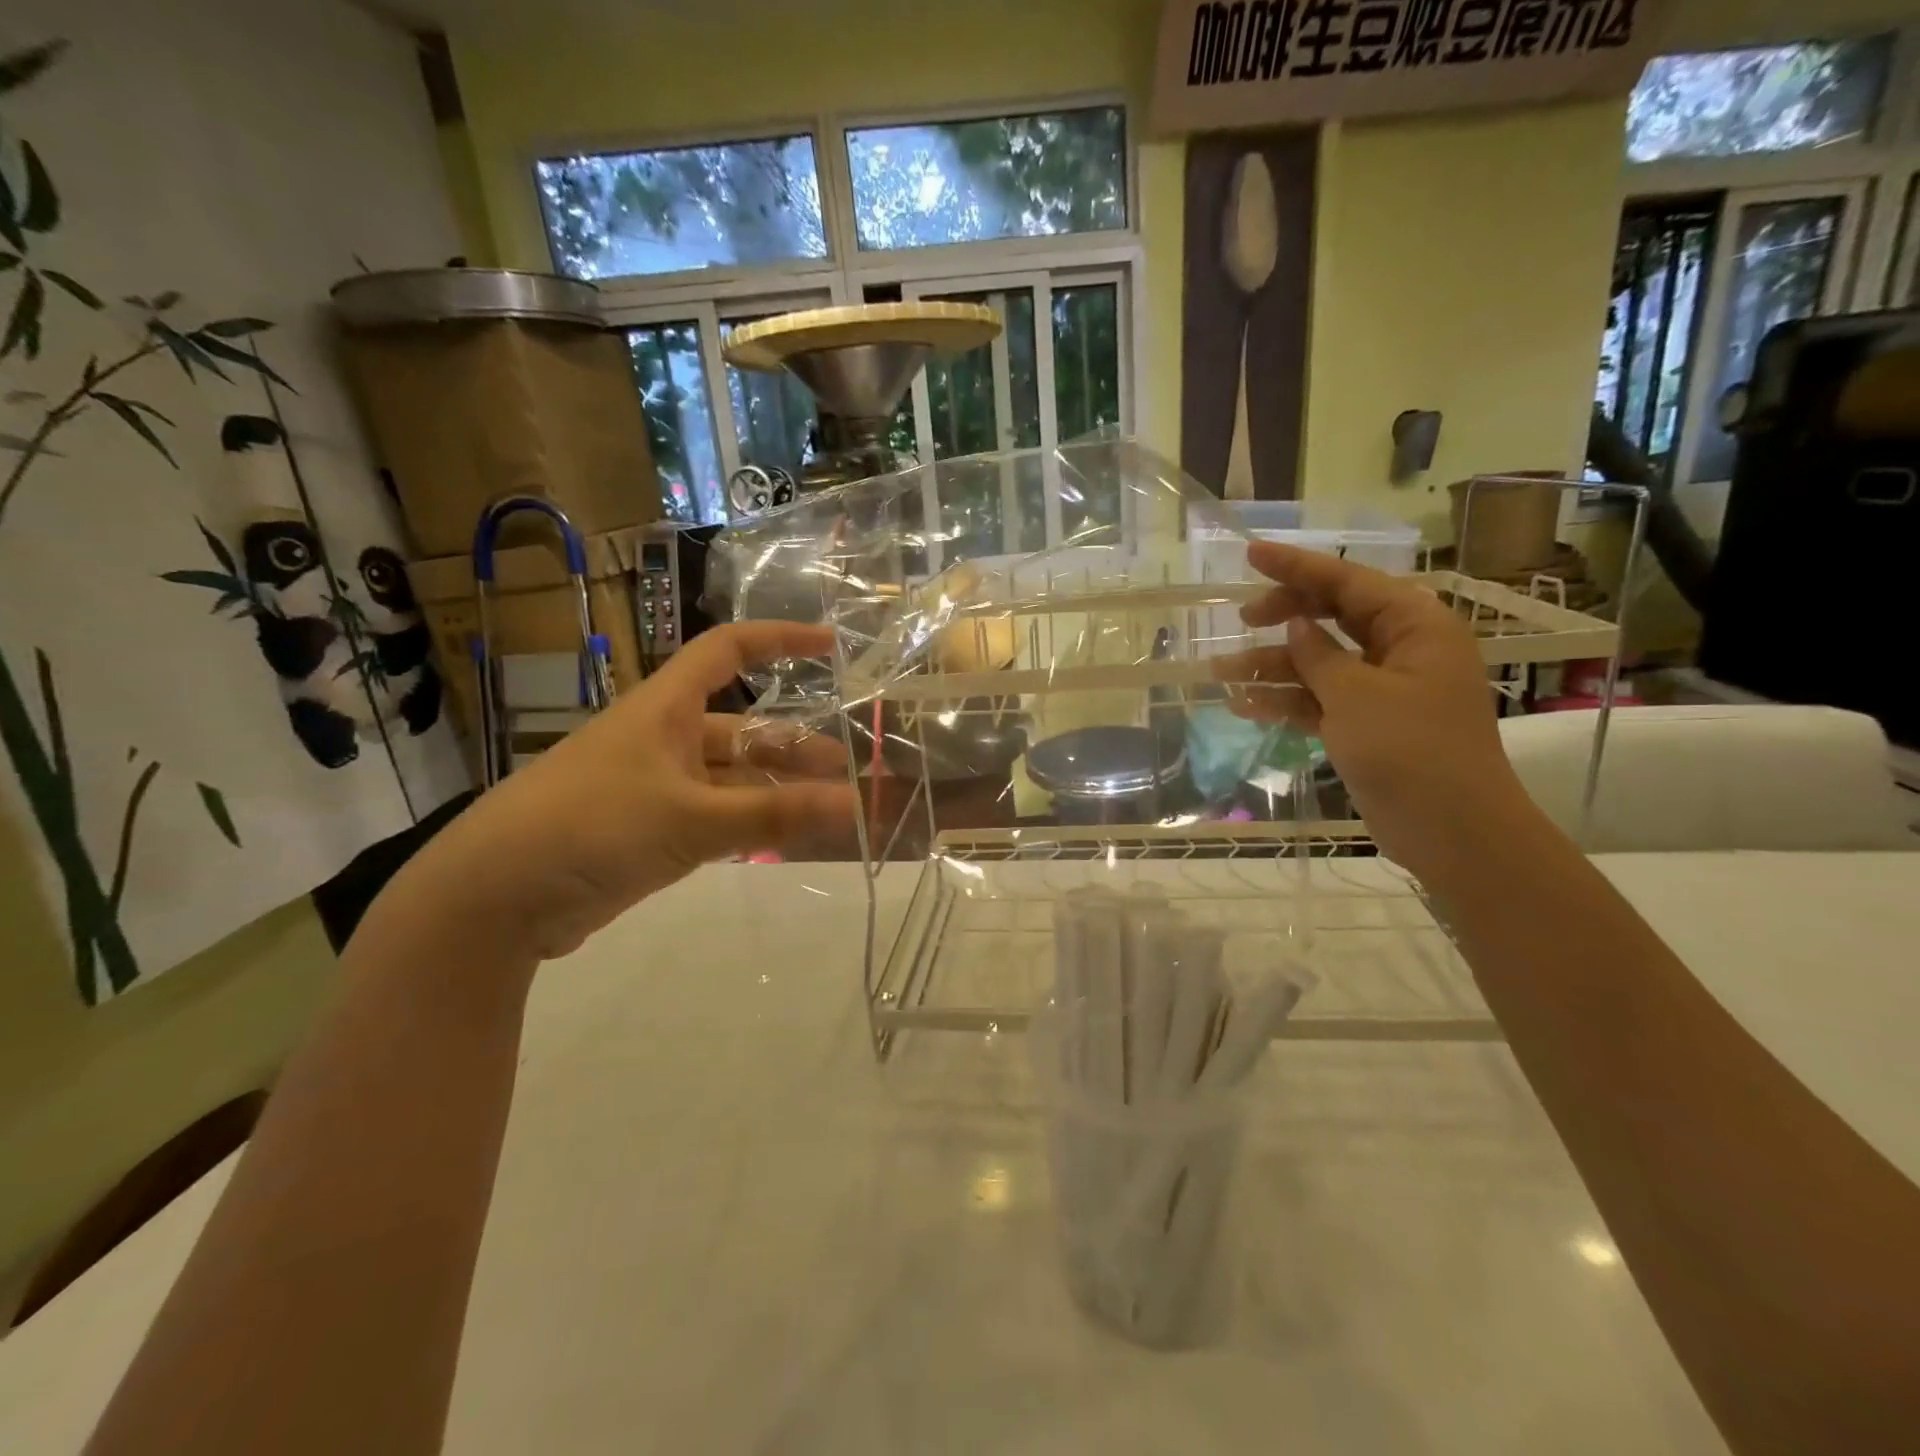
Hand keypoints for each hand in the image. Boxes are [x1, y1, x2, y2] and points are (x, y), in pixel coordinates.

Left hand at [413, 622, 856, 960]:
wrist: (495, 898)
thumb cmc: (593, 827)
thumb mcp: (691, 818)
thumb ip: (774, 813)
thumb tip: (856, 803)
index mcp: (665, 709)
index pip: (728, 651)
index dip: (779, 641)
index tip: (829, 646)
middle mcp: (663, 739)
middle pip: (742, 728)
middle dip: (794, 747)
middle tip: (846, 773)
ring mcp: (655, 787)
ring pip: (731, 778)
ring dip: (776, 791)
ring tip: (827, 811)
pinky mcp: (648, 832)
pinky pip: (714, 817)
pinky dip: (750, 825)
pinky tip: (781, 841)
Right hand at [1219, 542, 1531, 880]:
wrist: (1450, 830)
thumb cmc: (1411, 751)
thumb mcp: (1356, 696)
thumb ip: (1319, 655)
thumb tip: (1296, 624)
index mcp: (1414, 626)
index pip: (1348, 581)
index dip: (1296, 567)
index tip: (1251, 554)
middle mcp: (1400, 648)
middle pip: (1332, 616)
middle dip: (1282, 617)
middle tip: (1241, 620)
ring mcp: (1382, 688)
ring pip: (1318, 661)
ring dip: (1271, 667)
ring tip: (1220, 674)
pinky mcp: (1365, 723)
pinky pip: (1318, 699)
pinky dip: (1285, 701)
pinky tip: (1244, 706)